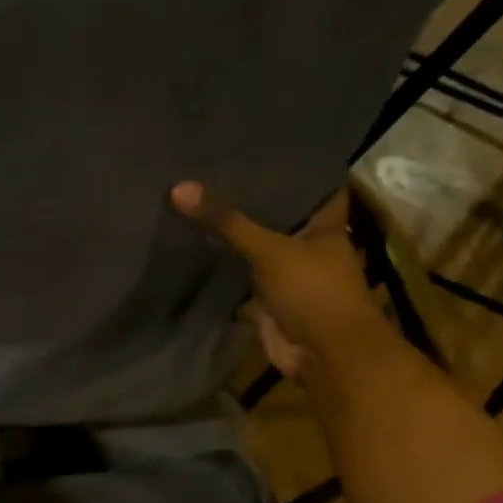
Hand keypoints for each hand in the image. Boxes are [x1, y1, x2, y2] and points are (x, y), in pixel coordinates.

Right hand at [171, 181, 385, 380]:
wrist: (324, 355)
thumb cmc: (313, 291)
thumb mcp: (269, 249)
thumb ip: (226, 221)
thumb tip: (178, 187)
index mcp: (324, 226)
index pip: (314, 186)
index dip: (294, 167)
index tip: (263, 147)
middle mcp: (307, 245)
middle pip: (276, 216)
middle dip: (249, 200)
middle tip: (211, 170)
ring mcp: (286, 274)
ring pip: (254, 248)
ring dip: (231, 236)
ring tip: (194, 202)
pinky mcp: (266, 300)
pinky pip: (238, 278)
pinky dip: (219, 270)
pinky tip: (190, 248)